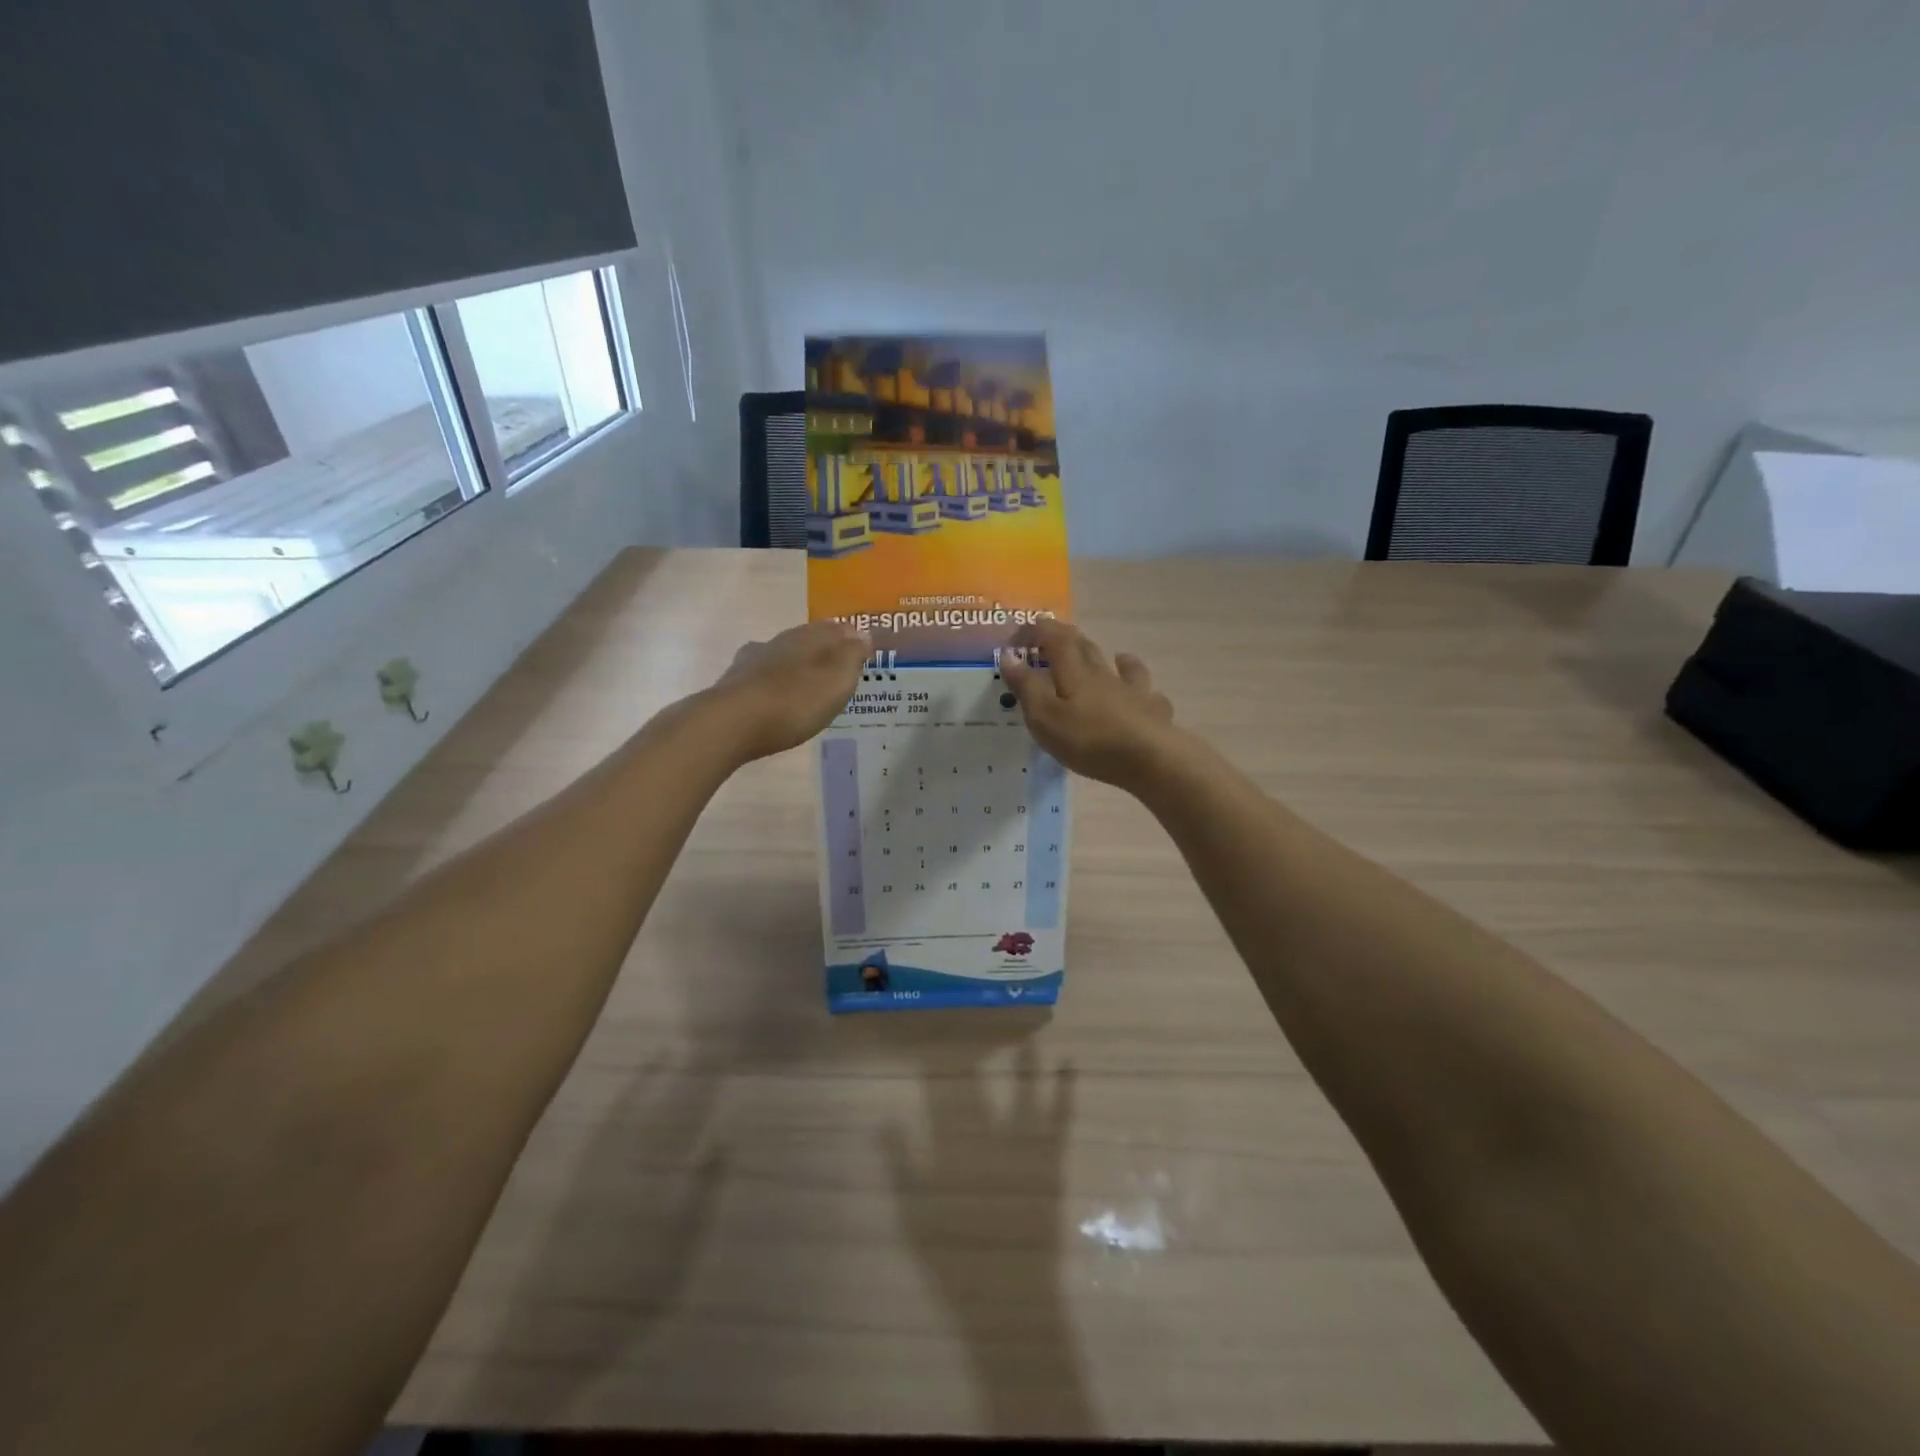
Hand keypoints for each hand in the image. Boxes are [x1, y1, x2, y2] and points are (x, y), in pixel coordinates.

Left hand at [708, 620, 869, 761]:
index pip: (836, 628)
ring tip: (810, 681)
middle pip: (808, 639)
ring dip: (797, 664)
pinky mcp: (735, 684)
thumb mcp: (836, 680)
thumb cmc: (794, 702)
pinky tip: (775, 692)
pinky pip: (763, 677)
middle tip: (840, 665)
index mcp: (808, 638)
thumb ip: (852, 655)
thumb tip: (862, 633)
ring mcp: (753, 661)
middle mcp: (779, 642)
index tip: (865, 647)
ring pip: (783, 655)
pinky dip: (774, 682)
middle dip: (825, 648)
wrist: (731, 724)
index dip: (852, 636)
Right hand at [1001, 620, 1178, 788]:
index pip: (1055, 639)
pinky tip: (1145, 693)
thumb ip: (1026, 686)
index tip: (1024, 630)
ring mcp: (1132, 690)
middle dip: (1069, 640)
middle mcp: (1104, 673)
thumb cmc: (1088, 738)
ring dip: (1113, 658)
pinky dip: (1140, 686)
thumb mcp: (1044, 716)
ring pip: (1122, 666)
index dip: (1040, 630)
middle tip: (1056, 638)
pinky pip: (1147, 692)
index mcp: (1074, 672)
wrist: (1148, 757)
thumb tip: (1008, 655)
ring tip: (1113, 656)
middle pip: (1086, 648)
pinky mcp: (1152, 711)